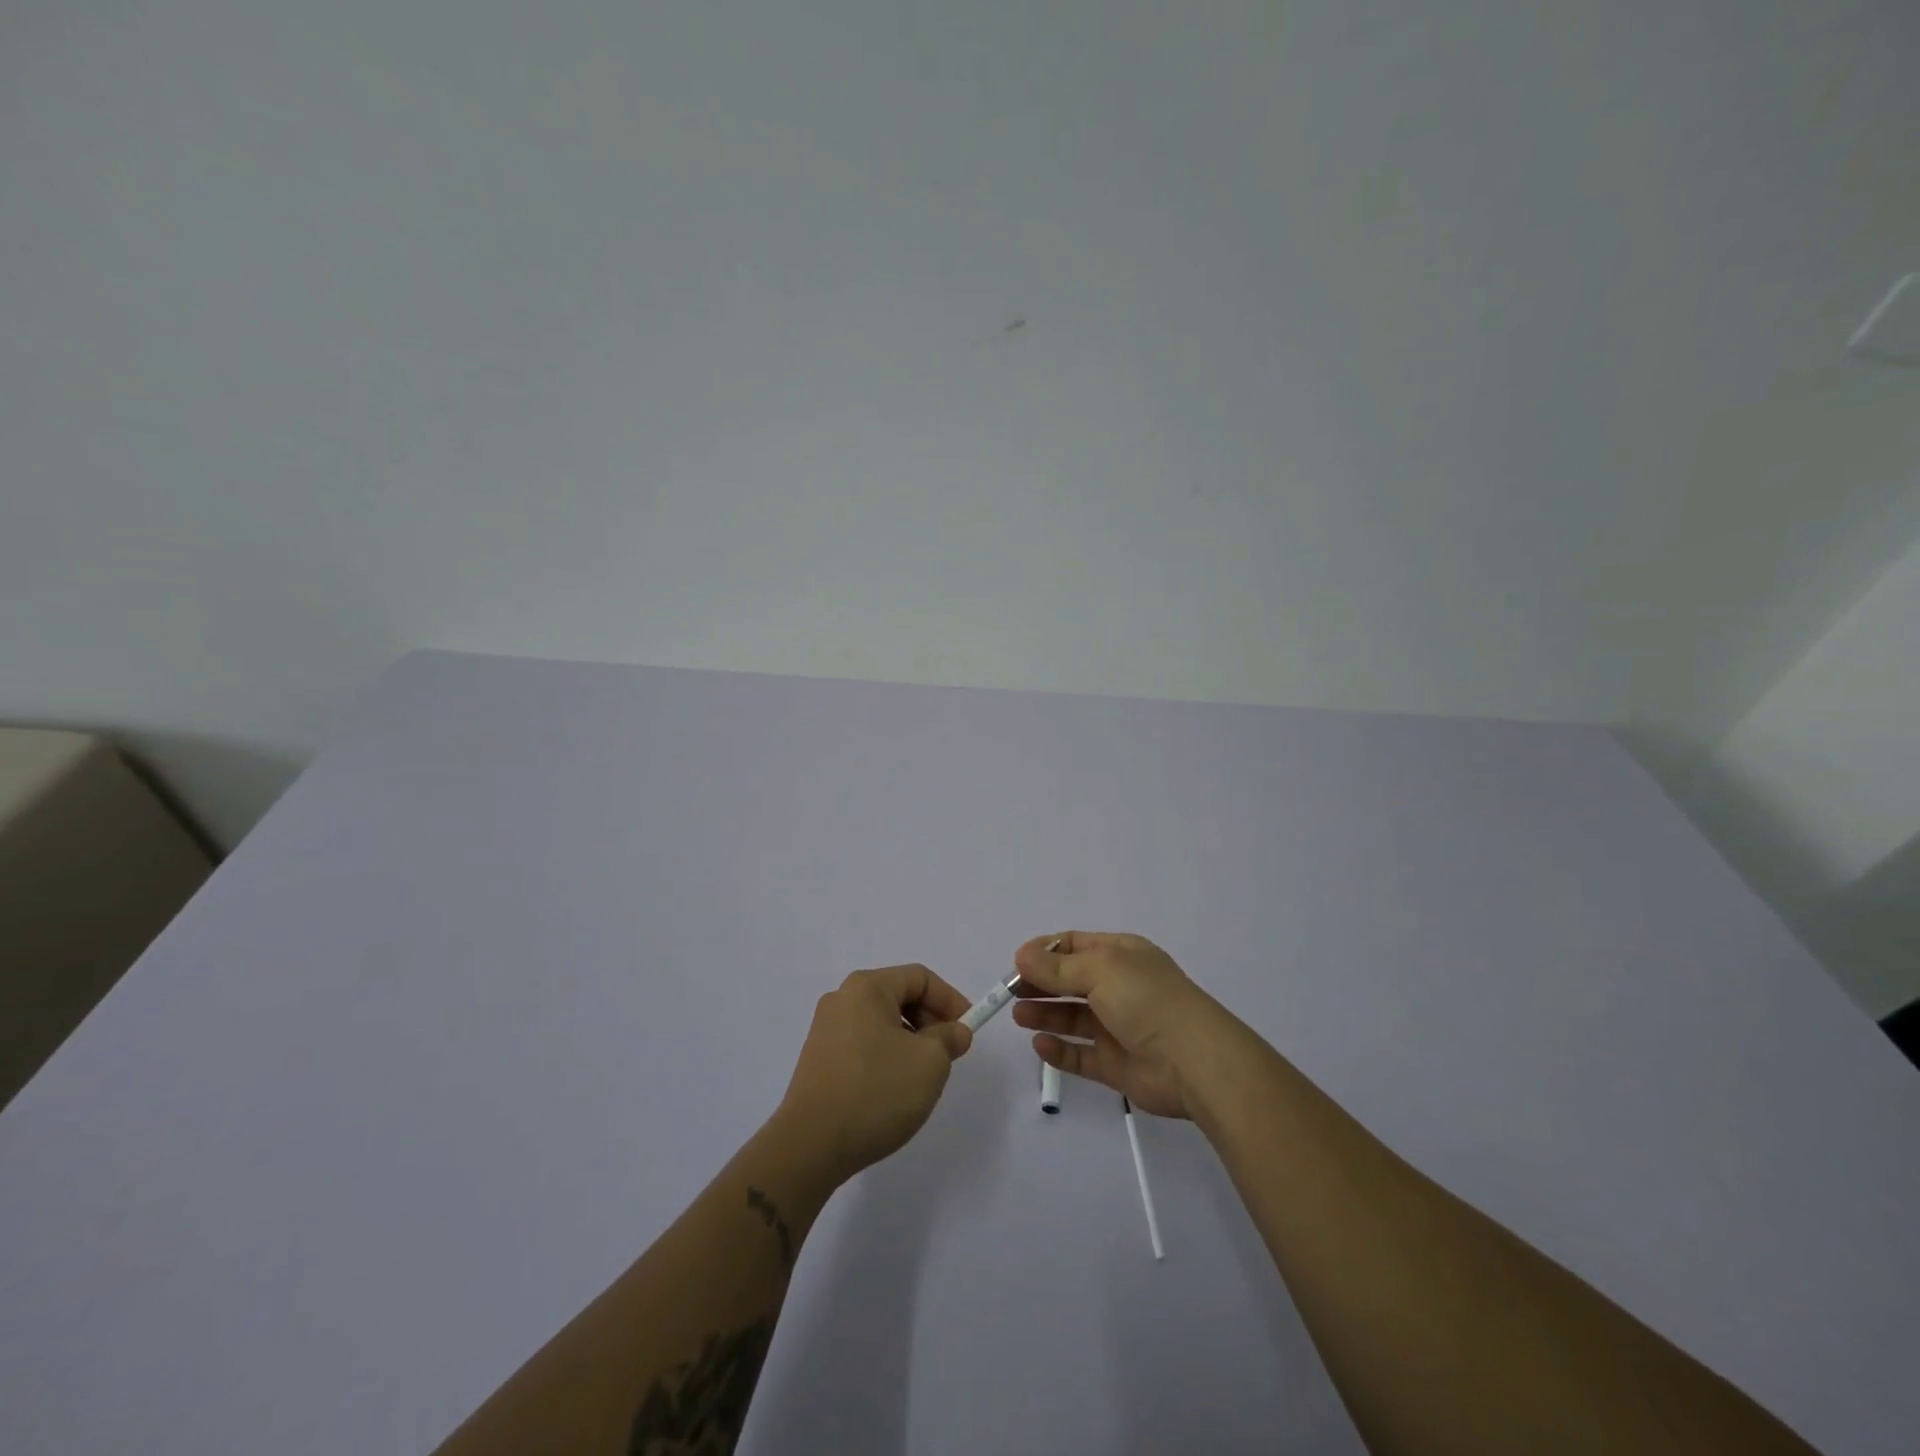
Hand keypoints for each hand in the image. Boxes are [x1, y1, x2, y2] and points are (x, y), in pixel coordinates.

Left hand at [776, 963, 973, 1184]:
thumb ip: (949, 1038)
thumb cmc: (876, 1091)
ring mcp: (825, 1030)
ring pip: (882, 1023)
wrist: (810, 1146)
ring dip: (910, 1042)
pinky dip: (886, 1057)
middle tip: (949, 1054)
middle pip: (899, 997)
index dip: (950, 1000)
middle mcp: (842, 999)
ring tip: (922, 1077)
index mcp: (867, 987)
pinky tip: (893, 1090)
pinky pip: (863, 1044)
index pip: (919, 978)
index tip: (968, 1031)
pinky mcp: (818, 1060)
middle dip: (930, 1021)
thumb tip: (953, 1031)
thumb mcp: (929, 1062)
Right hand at [1010, 932, 1239, 1118]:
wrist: (1193, 1061)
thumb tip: (1022, 955)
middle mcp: (1120, 987)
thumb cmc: (1146, 1000)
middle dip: (1040, 983)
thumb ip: (1057, 967)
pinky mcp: (1116, 1064)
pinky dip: (1059, 1050)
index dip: (1045, 951)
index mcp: (1122, 955)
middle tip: (1009, 991)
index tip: (1016, 962)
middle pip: (1071, 981)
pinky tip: (1039, 1044)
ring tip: (1018, 1015)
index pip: (1076, 945)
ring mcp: (1118, 1027)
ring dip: (1045, 1013)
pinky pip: (1081, 1055)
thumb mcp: (1100, 970)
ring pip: (1073, 1017)